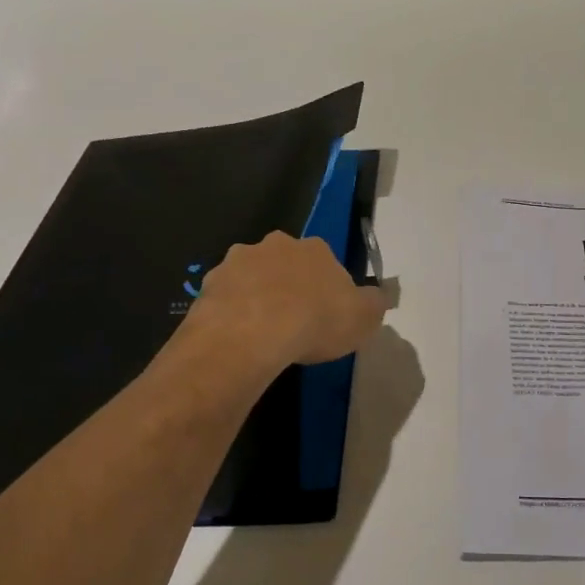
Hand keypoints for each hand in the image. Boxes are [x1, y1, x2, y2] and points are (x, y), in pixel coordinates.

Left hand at [189, 231, 386, 372]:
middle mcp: (274, 245)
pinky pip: (225, 299)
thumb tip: (376, 297)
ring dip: (257, 296)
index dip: (326, 286)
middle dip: (289, 284)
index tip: (326, 312)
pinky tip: (238, 339)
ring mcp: (236, 262)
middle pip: (285, 263)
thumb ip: (374, 303)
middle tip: (293, 320)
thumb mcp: (364, 318)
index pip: (325, 261)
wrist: (249, 336)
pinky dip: (231, 313)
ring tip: (262, 333)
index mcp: (314, 248)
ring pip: (251, 277)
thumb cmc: (315, 322)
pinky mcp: (208, 286)